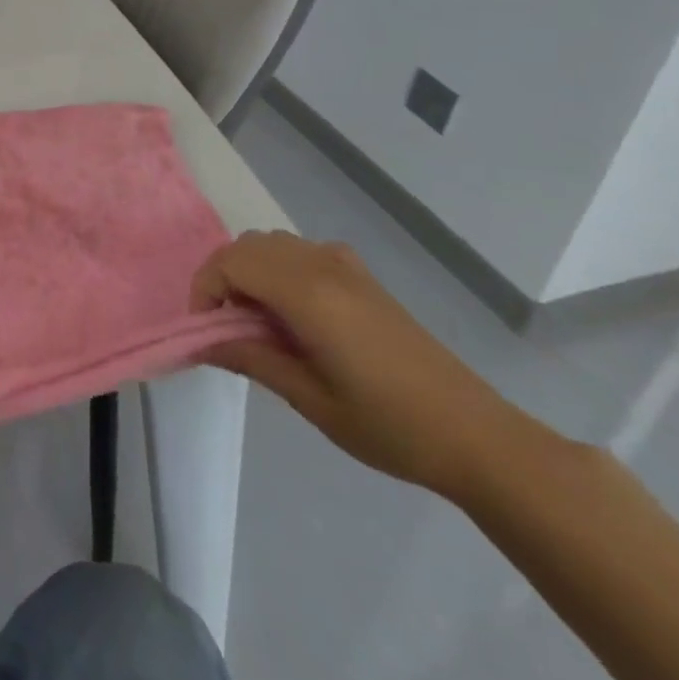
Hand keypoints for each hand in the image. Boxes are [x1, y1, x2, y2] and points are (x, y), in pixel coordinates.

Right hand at [191, 231, 531, 496]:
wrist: (475, 436)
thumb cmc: (388, 425)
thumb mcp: (309, 399)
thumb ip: (250, 359)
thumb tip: (203, 342)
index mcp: (308, 292)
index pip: (231, 262)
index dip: (206, 290)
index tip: (207, 332)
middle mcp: (323, 265)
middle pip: (248, 246)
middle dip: (223, 278)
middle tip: (226, 328)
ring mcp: (346, 266)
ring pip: (273, 243)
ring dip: (250, 271)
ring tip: (257, 323)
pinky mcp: (363, 277)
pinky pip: (301, 252)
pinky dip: (279, 269)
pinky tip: (293, 314)